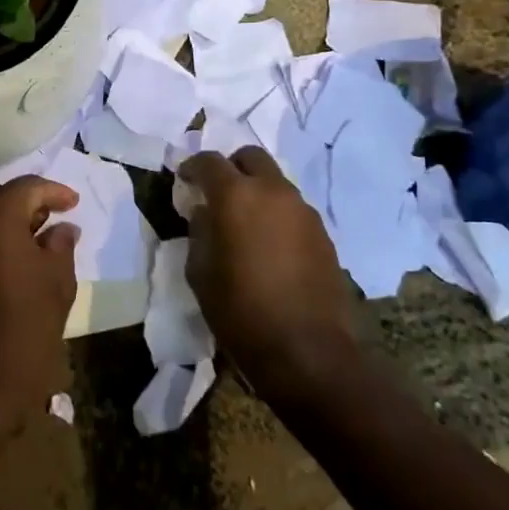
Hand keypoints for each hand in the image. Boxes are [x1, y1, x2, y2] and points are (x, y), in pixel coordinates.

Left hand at [0, 175, 79, 452]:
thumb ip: (61, 246)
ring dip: (6, 225)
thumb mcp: (57, 284)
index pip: (28, 187)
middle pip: (0, 199)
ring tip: (34, 243)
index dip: (54, 192)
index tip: (74, 204)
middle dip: (29, 206)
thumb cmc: (23, 330)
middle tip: (55, 220)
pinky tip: (7, 264)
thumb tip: (62, 228)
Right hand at [179, 148, 363, 397]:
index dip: (192, 167)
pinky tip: (270, 245)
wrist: (307, 352)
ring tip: (245, 223)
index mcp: (236, 196)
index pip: (209, 161)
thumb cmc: (240, 312)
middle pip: (250, 157)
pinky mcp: (323, 233)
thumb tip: (205, 213)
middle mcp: (272, 191)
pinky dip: (277, 214)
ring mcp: (303, 210)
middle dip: (231, 168)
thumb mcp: (200, 273)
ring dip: (257, 191)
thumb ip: (199, 232)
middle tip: (218, 193)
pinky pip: (293, 209)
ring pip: (275, 182)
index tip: (185, 181)